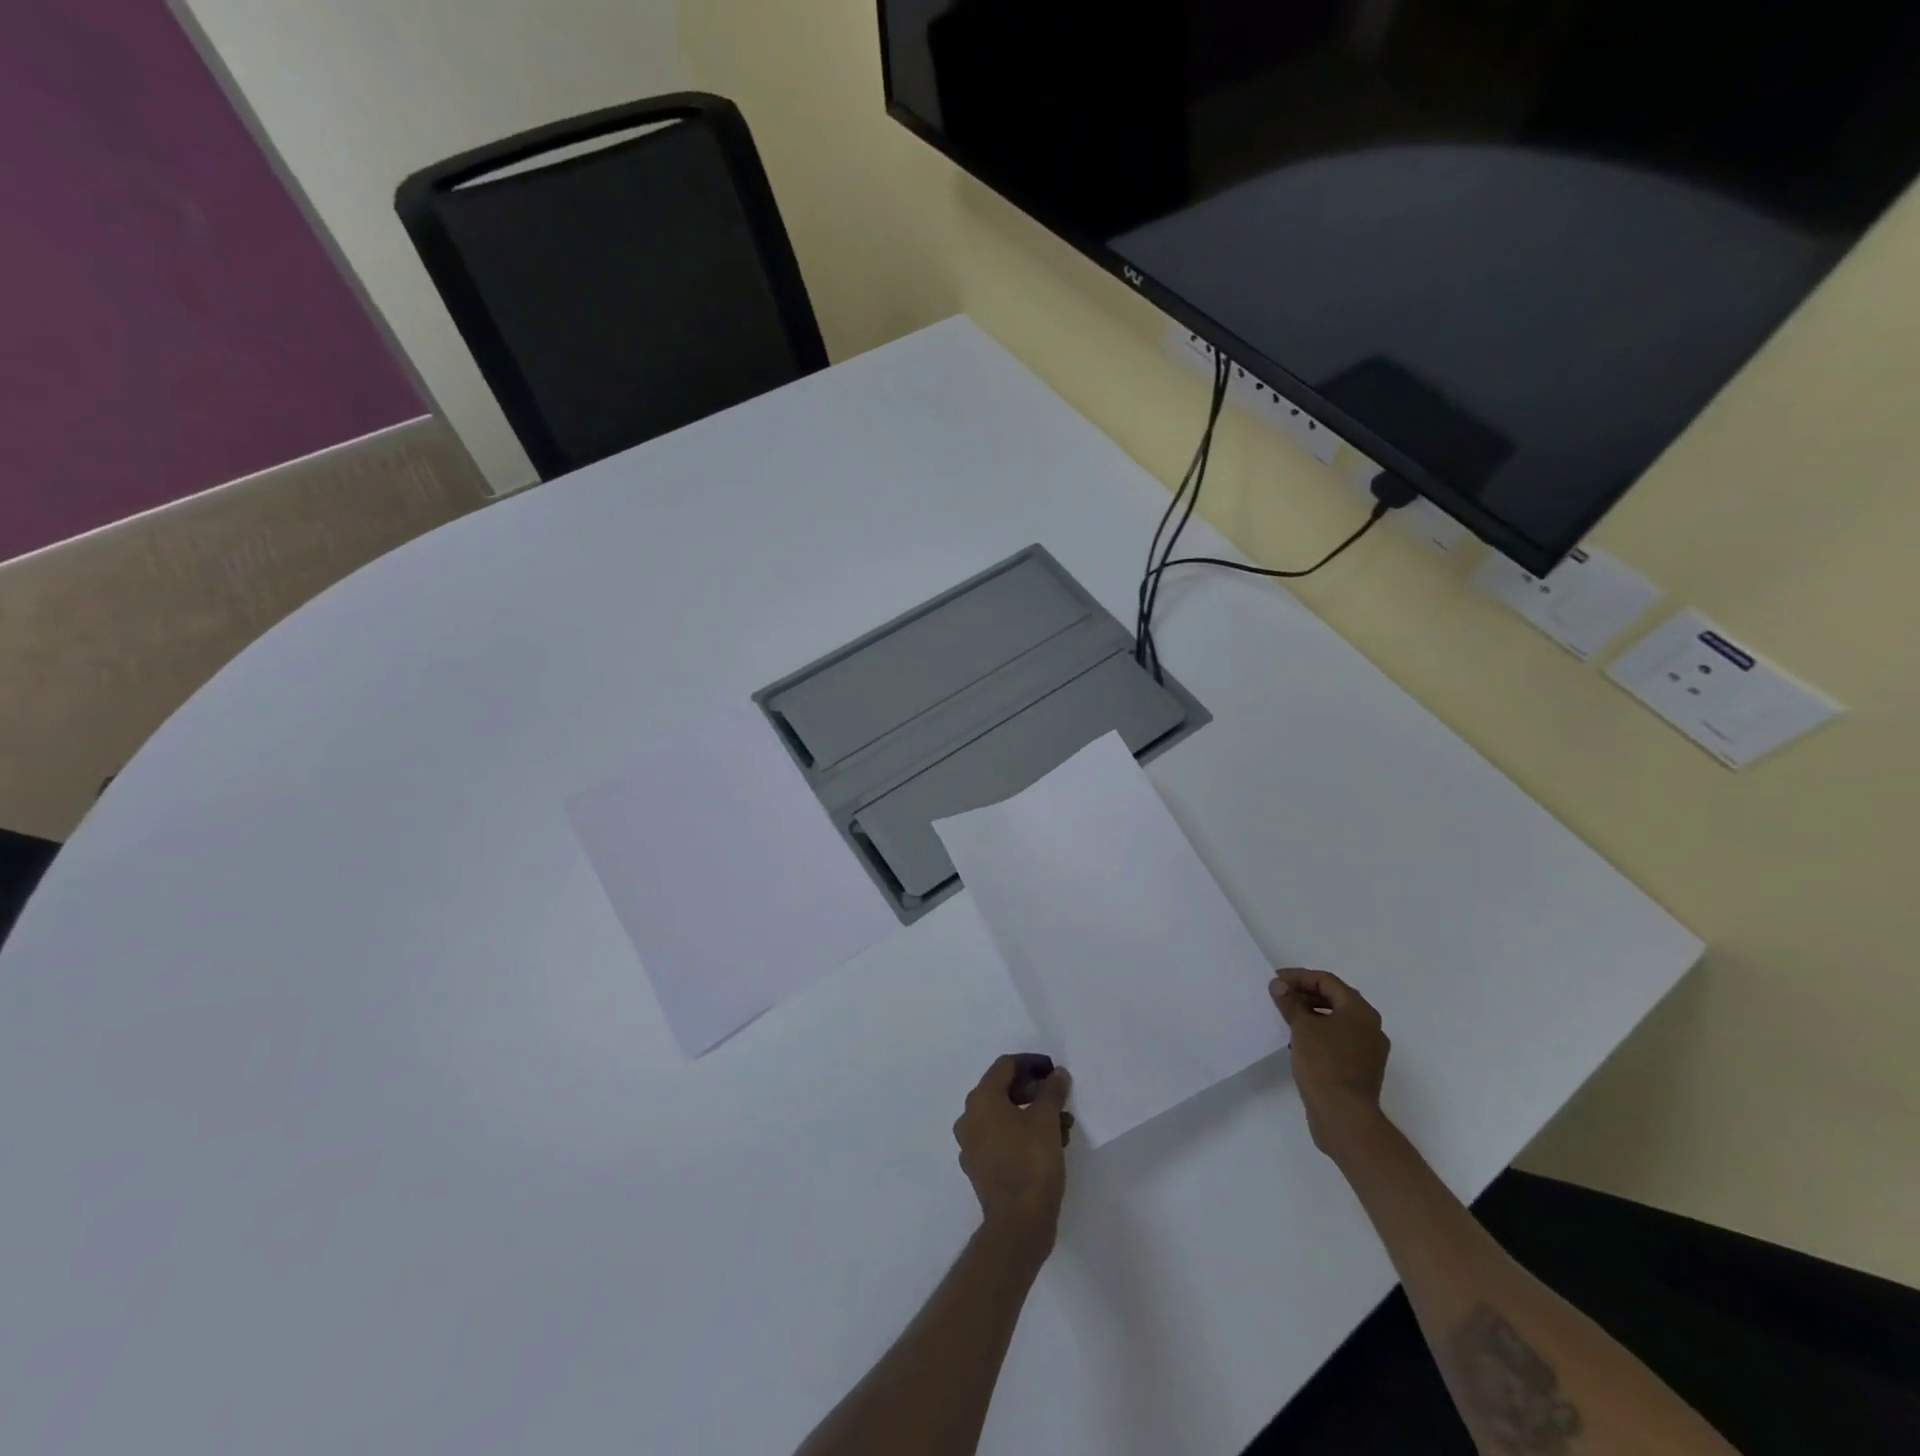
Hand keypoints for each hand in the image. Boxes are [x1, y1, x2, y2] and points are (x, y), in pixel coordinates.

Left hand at [953, 1055, 1073, 1251]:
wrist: (1018, 1224)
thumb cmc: (1031, 1162)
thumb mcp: (1047, 1120)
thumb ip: (1052, 1091)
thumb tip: (1057, 1074)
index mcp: (981, 1099)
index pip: (1005, 1065)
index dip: (1032, 1063)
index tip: (1054, 1071)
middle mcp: (969, 1118)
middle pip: (1002, 1090)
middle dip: (1033, 1091)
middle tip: (1059, 1097)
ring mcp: (971, 1145)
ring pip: (1004, 1117)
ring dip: (1031, 1114)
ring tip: (1063, 1125)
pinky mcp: (979, 1168)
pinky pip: (1001, 1140)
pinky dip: (1022, 1135)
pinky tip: (1049, 1146)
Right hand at [1270, 969, 1390, 1156]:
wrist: (1344, 1116)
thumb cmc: (1324, 1064)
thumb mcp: (1301, 1027)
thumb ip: (1289, 1002)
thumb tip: (1279, 985)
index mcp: (1360, 1011)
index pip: (1327, 981)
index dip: (1299, 977)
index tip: (1275, 982)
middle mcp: (1370, 1027)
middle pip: (1335, 999)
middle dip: (1304, 994)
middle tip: (1279, 997)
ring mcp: (1368, 1050)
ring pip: (1336, 1021)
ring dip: (1310, 1014)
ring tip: (1285, 1018)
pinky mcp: (1361, 1069)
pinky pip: (1338, 1040)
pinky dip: (1319, 1034)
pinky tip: (1298, 1042)